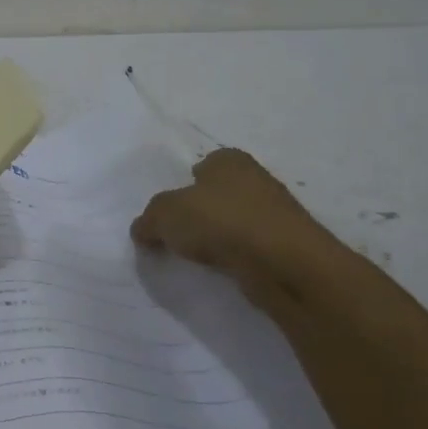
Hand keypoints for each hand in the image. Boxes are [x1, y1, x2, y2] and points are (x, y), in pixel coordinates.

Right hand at [131, 148, 343, 308]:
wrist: (282, 263)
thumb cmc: (220, 222)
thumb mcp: (164, 214)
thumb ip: (148, 220)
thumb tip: (142, 230)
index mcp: (229, 159)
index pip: (203, 164)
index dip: (185, 184)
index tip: (171, 210)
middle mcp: (255, 179)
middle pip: (219, 194)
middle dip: (201, 211)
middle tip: (178, 234)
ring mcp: (275, 213)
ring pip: (235, 221)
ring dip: (219, 236)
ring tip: (197, 256)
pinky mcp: (285, 245)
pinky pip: (249, 247)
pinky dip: (235, 256)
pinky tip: (222, 269)